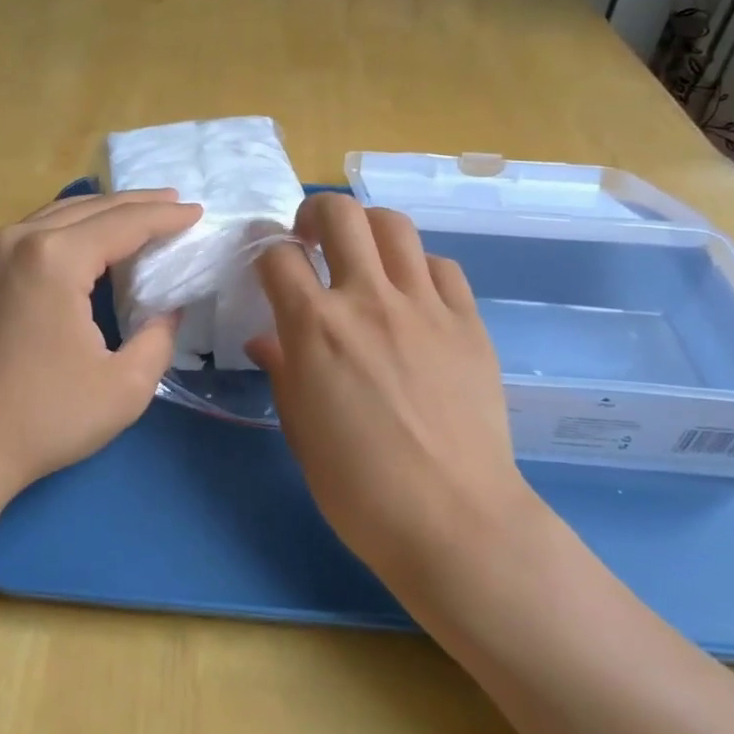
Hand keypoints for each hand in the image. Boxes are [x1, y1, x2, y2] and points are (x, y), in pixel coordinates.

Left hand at [0, 189, 201, 508]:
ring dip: (103, 213)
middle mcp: (19, 240)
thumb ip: (158, 338)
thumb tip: (166, 309)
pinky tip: (87, 242)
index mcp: (55, 258)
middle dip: (137, 205)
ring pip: (58, 215)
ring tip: (139, 215)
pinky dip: (70, 228)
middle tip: (175, 204)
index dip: (166, 217)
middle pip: (91, 208)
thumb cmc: (43, 419)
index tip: (198, 213)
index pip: (125, 223)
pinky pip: (34, 233)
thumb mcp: (125, 387)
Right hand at [247, 194, 543, 593]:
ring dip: (368, 228)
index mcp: (316, 328)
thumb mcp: (301, 431)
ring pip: (394, 226)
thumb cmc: (360, 488)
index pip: (279, 257)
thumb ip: (282, 372)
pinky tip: (413, 293)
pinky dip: (419, 267)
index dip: (264, 252)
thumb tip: (265, 340)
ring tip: (362, 255)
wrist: (454, 519)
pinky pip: (442, 267)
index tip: (266, 263)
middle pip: (340, 214)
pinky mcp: (468, 321)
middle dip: (315, 213)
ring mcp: (425, 306)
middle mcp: (368, 300)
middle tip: (311, 239)